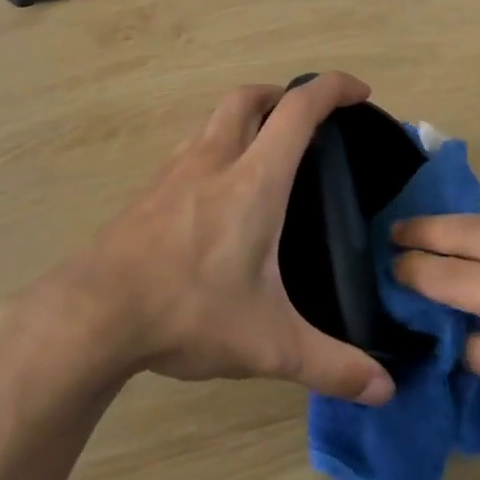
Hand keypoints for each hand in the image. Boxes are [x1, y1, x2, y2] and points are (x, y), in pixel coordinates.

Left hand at [35, 73, 395, 406]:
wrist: (94, 312)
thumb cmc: (187, 312)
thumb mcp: (268, 345)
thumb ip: (331, 366)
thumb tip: (385, 391)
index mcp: (253, 182)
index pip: (297, 111)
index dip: (331, 88)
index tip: (358, 90)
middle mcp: (212, 161)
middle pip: (247, 98)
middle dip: (281, 94)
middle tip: (306, 118)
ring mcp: (173, 172)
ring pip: (213, 120)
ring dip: (244, 118)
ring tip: (264, 153)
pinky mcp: (148, 191)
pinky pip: (190, 150)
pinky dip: (214, 148)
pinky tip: (216, 194)